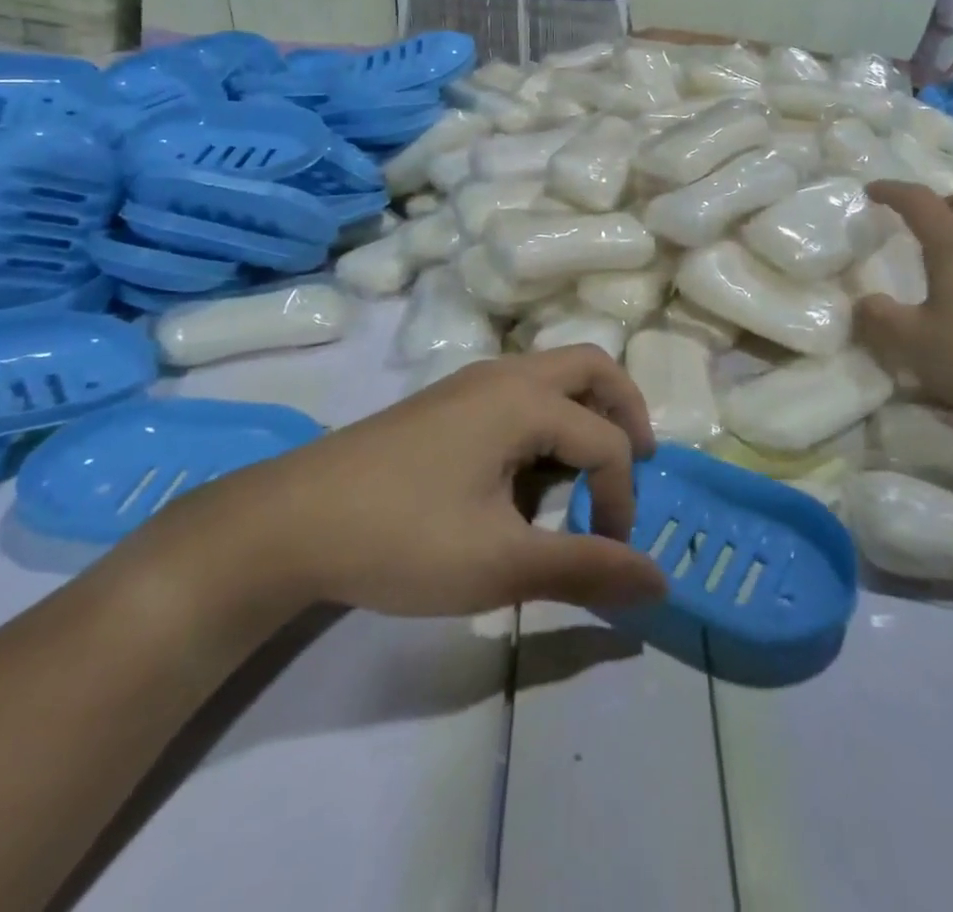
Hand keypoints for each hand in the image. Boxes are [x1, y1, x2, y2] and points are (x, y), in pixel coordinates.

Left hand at [191, 347, 670, 618]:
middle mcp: (504, 375)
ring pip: (553, 373)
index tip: (609, 555)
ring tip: (587, 470)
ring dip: (585, 410)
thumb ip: (585, 569)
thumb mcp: (500, 564)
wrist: (290, 522)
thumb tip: (662, 584)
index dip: (622, 500)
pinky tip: (529, 471)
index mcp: (525, 401)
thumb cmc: (402, 538)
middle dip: (626, 410)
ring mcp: (470, 382)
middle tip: (639, 462)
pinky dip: (548, 416)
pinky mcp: (446, 400)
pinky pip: (520, 390)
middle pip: (592, 368)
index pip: (607, 443)